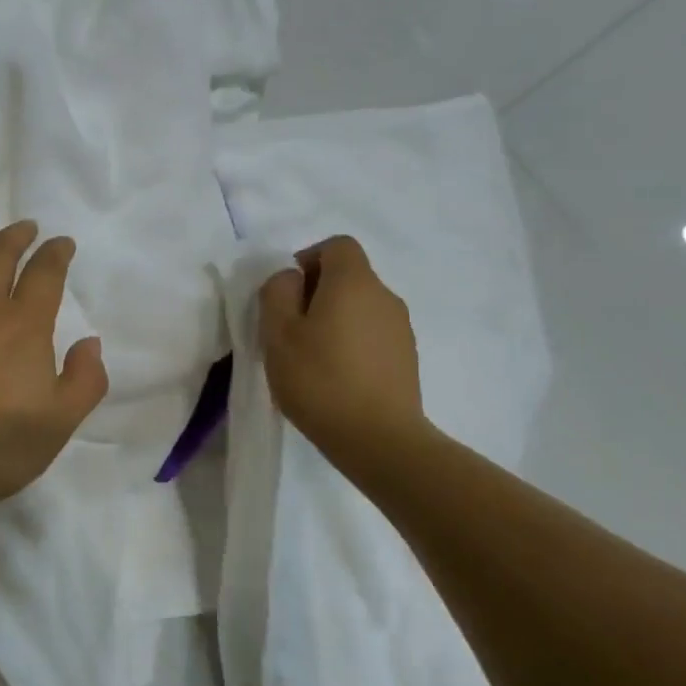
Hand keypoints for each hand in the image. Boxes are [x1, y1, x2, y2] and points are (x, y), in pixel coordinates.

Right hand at [258, 235, 429, 459]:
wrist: (380, 440)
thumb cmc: (320, 380)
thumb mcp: (278, 333)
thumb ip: (277, 293)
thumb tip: (291, 278)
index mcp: (354, 282)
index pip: (337, 245)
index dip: (309, 259)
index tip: (288, 293)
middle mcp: (385, 296)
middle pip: (349, 276)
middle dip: (318, 292)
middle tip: (291, 329)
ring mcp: (401, 328)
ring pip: (361, 307)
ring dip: (336, 320)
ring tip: (312, 357)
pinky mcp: (408, 358)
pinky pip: (373, 334)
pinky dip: (353, 343)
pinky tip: (336, 377)